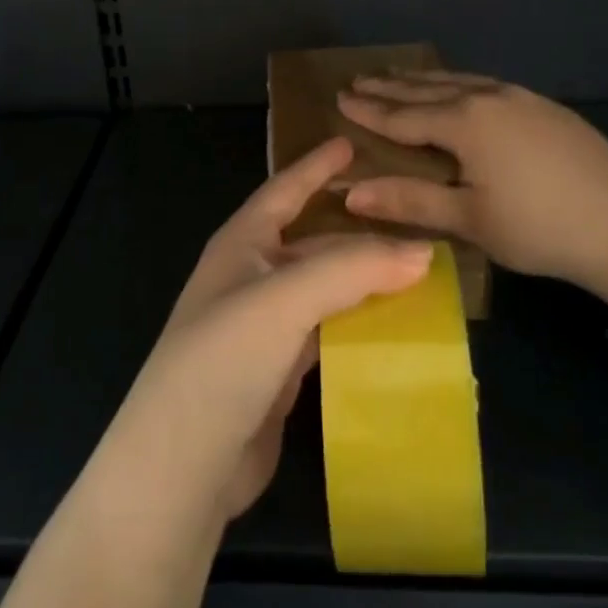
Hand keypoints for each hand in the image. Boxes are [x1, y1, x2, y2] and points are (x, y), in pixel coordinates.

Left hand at [92, 137, 432, 531]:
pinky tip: (395, 328)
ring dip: (364, 281)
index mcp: (241, 244)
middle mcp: (250, 277)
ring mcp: (263, 327)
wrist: (183, 463)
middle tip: (411, 220)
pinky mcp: (278, 371)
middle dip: (357, 232)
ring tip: (417, 272)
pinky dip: (359, 325)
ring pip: (324, 289)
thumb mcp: (286, 298)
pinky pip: (328, 332)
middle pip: (312, 242)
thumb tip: (424, 251)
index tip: (350, 143)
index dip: (316, 167)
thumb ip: (353, 269)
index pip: (284, 190)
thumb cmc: (224, 358)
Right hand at [337, 71, 607, 298]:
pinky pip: (487, 85)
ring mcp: (522, 98)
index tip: (340, 98)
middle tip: (359, 78)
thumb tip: (350, 192)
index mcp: (465, 122)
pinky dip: (458, 84)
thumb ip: (410, 200)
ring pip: (460, 81)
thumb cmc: (539, 227)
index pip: (403, 116)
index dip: (369, 111)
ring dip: (424, 80)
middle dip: (391, 86)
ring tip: (399, 75)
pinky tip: (461, 89)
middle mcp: (489, 98)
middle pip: (428, 90)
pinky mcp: (546, 108)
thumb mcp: (469, 219)